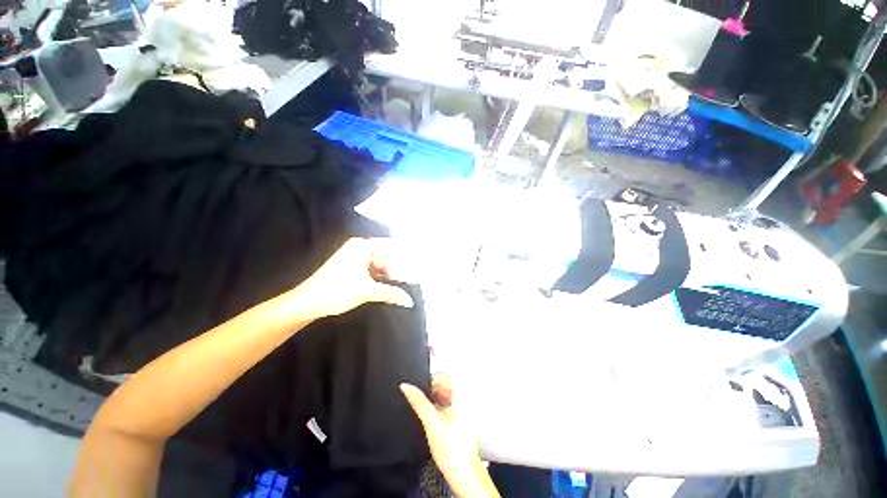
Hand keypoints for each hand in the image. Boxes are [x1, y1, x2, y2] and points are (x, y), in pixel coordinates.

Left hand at [298, 238, 413, 317]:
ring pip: (377, 265)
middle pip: (384, 258)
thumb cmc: (337, 291)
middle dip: (393, 271)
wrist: (307, 302)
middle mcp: (358, 248)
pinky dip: (377, 278)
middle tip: (405, 284)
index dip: (404, 256)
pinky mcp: (349, 266)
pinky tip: (382, 288)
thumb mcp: (368, 291)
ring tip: (394, 289)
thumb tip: (409, 300)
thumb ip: (391, 293)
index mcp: (362, 246)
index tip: (416, 265)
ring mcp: (353, 257)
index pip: (390, 247)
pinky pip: (369, 269)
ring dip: (385, 277)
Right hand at [401, 376, 499, 497]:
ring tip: (426, 408)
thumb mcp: (431, 422)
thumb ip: (418, 402)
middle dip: (433, 389)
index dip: (431, 379)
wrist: (464, 473)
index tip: (421, 386)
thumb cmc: (453, 451)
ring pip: (448, 394)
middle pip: (447, 384)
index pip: (445, 374)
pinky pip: (451, 404)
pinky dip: (441, 406)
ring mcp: (466, 409)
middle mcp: (466, 399)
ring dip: (436, 398)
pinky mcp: (464, 418)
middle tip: (421, 398)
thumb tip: (406, 387)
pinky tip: (434, 416)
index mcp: (461, 395)